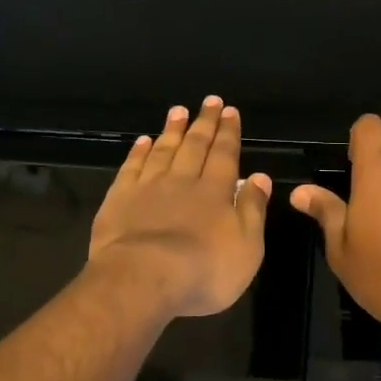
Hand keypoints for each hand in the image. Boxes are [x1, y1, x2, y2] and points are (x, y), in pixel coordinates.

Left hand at [89, 96, 272, 318]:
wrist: (142, 279)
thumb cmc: (203, 270)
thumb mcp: (246, 247)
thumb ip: (253, 209)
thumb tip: (261, 177)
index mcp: (214, 191)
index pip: (224, 154)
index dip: (228, 132)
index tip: (230, 111)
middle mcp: (183, 180)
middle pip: (195, 145)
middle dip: (204, 122)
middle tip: (210, 101)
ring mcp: (148, 187)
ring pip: (164, 150)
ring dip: (173, 129)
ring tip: (179, 110)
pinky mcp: (120, 199)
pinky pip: (132, 167)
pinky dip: (139, 152)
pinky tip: (143, 140)